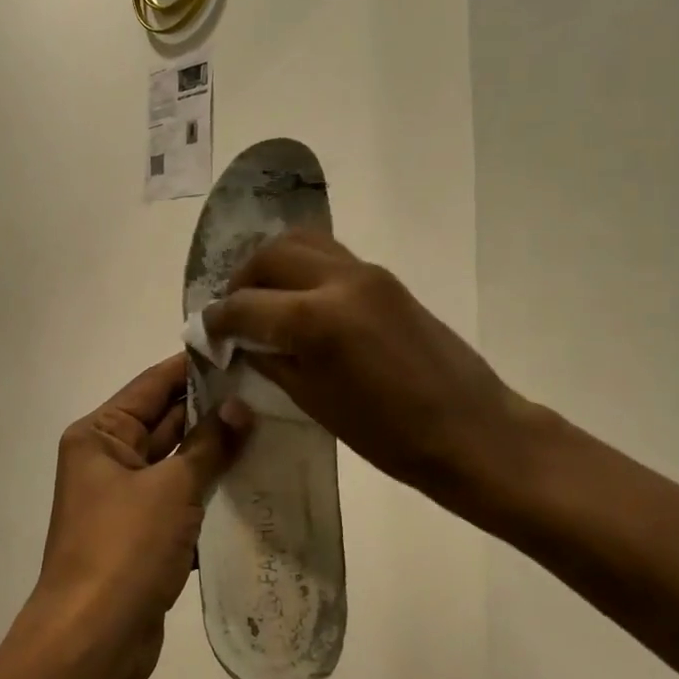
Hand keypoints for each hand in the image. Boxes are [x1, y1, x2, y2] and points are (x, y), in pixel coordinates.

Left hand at [34, 355, 251, 678]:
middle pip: (165, 421)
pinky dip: (209, 491)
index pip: (152, 385)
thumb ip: (208, 445)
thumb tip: (240, 407)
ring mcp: (125, 499)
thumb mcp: (171, 489)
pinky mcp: (142, 534)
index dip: (193, 367)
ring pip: (177, 461)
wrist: (91, 644)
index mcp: (100, 435)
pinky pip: (180, 499)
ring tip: (269, 428)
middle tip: (266, 390)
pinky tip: (253, 481)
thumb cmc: (124, 549)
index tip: (238, 351)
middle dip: (212, 409)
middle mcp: (108, 460)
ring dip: (215, 451)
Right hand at [203, 231, 546, 526]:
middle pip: (268, 257)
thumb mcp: (315, 403)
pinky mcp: (384, 276)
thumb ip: (272, 360)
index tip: (206, 331)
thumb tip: (242, 340)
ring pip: (300, 242)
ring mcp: (365, 272)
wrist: (472, 430)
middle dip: (241, 281)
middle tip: (233, 312)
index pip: (244, 305)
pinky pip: (328, 254)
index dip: (217, 320)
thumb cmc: (390, 436)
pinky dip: (301, 265)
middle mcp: (337, 281)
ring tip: (262, 297)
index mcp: (315, 320)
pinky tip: (298, 297)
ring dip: (270, 264)